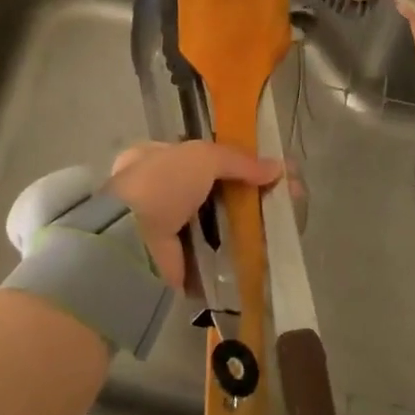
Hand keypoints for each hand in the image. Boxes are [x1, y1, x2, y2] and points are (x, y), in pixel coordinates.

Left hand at [107, 141, 281, 289]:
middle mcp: (155, 191)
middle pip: (210, 187)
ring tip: (280, 220)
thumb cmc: (161, 186)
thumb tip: (277, 167)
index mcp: (151, 158)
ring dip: (244, 221)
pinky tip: (263, 246)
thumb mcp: (201, 157)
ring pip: (214, 219)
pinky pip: (212, 250)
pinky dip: (235, 250)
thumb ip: (238, 160)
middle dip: (245, 190)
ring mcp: (164, 228)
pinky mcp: (176, 260)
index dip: (231, 159)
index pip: (196, 154)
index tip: (262, 166)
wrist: (132, 243)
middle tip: (281, 194)